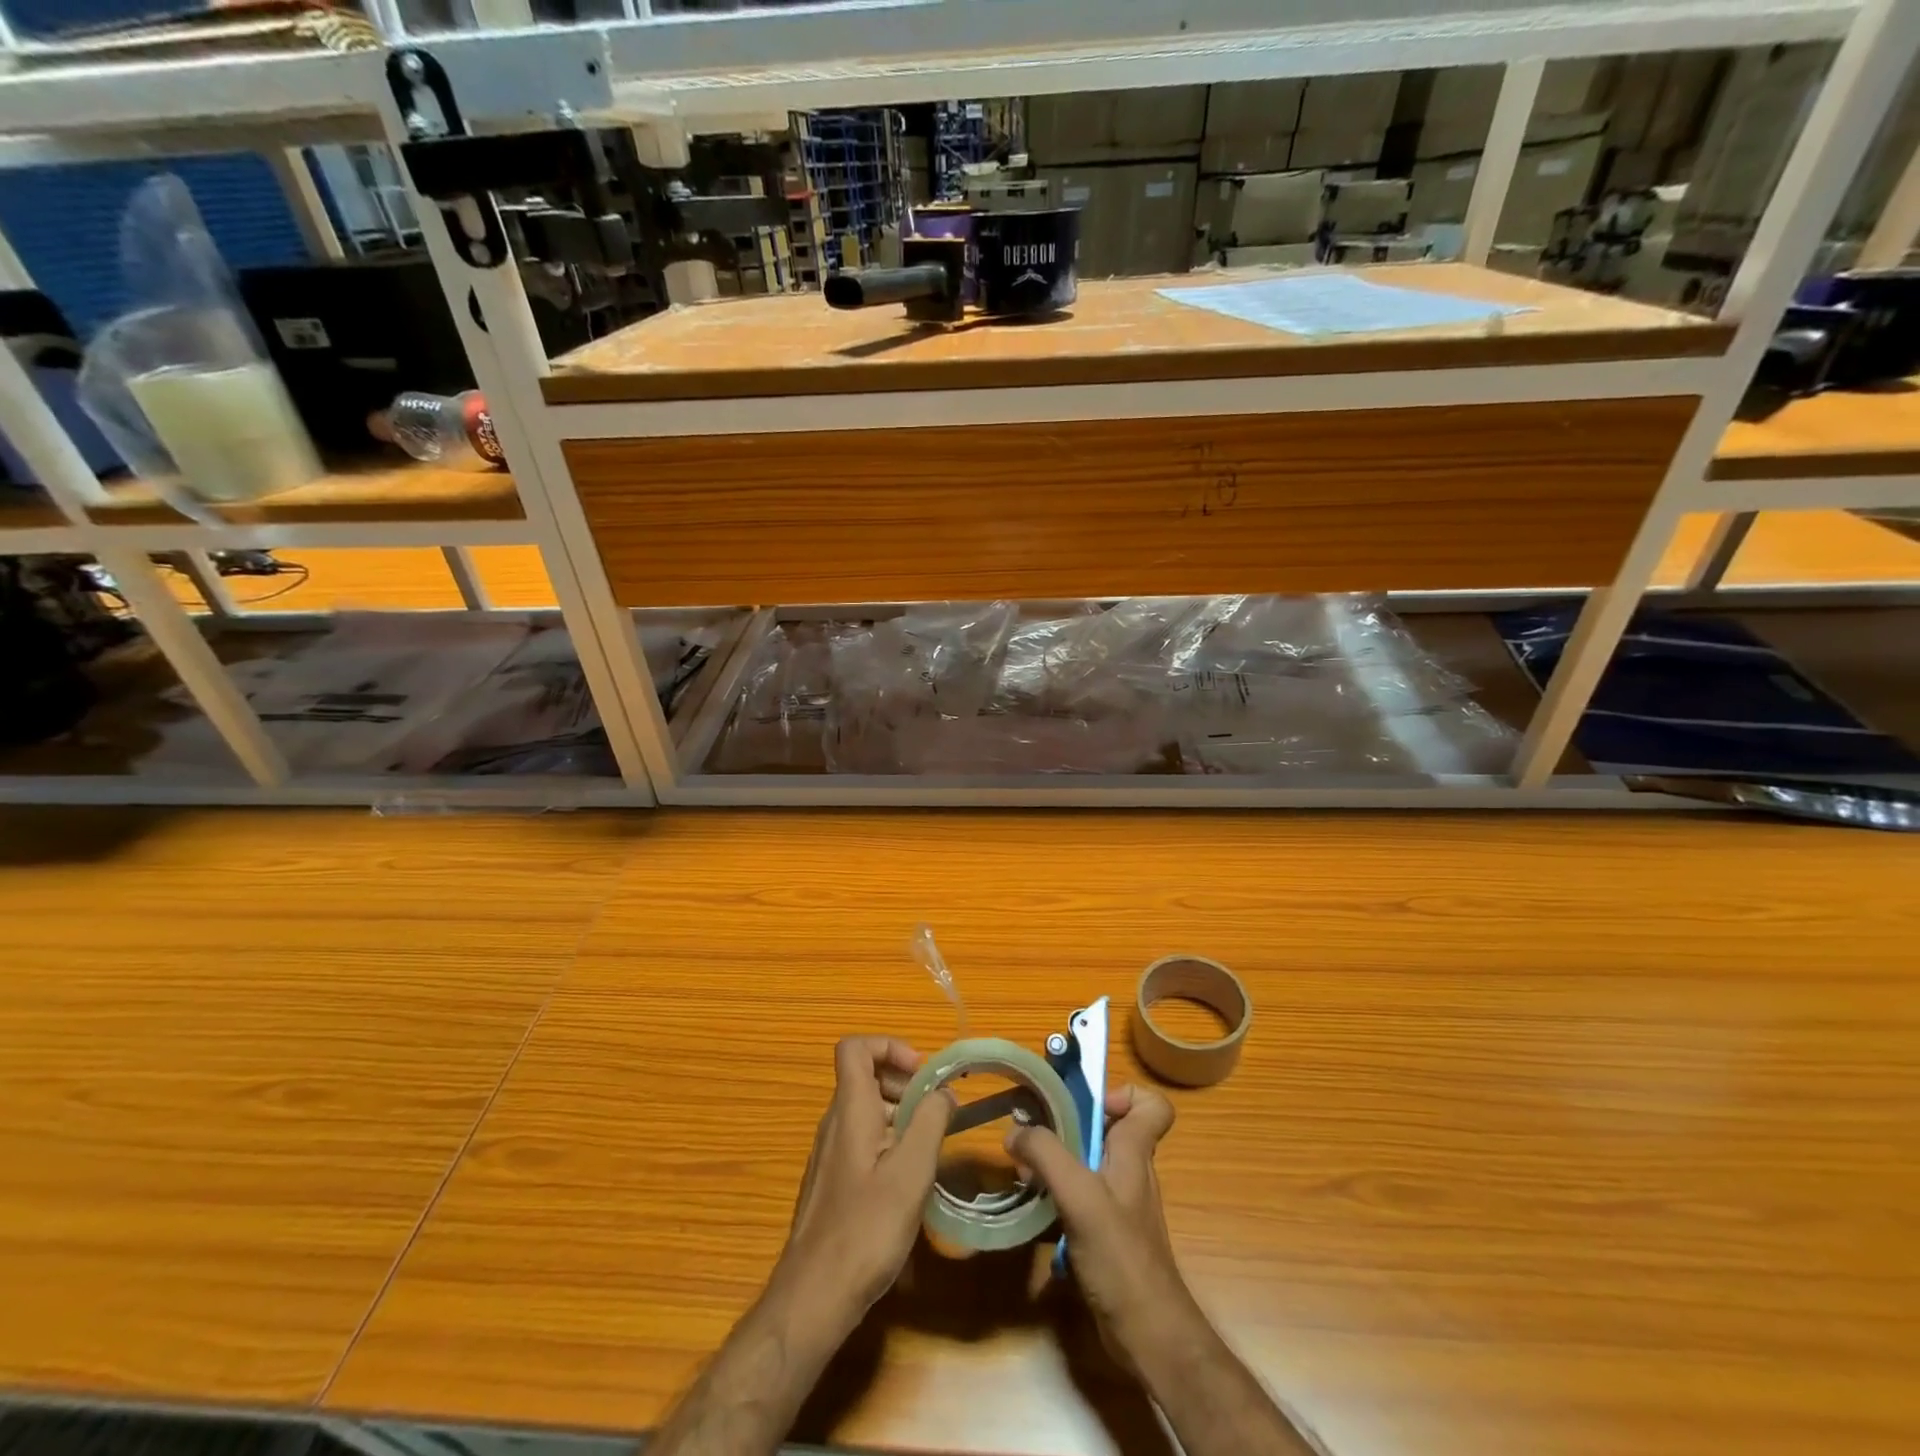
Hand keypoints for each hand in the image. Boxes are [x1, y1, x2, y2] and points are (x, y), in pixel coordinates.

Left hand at [777, 1036, 952, 1334]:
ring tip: (930, 1145)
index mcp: (850, 1110)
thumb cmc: (865, 1229)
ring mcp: (830, 1154)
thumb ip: (931, 1122)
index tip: (920, 1073)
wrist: (813, 1297)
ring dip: (900, 1114)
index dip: (888, 1046)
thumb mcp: (911, 1172)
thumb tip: (944, 1092)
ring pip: (865, 1110)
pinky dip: (888, 1141)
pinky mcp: (832, 1182)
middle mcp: (835, 1124)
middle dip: (903, 1083)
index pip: (854, 1048)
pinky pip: (862, 1140)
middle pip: (864, 1077)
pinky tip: (908, 1179)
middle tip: (936, 1111)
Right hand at [1006, 1084, 1198, 1356]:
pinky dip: (1056, 1197)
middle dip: (1068, 1127)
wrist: (1147, 1335)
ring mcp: (1119, 1205)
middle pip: (1107, 1130)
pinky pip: (1079, 1198)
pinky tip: (1033, 1211)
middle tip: (1033, 1136)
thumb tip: (1014, 1131)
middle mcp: (1130, 1172)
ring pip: (1088, 1164)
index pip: (1153, 1105)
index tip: (1087, 1106)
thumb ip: (1047, 1155)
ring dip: (1056, 1163)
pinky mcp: (1105, 1234)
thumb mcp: (1080, 1196)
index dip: (1124, 1094)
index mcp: (1135, 1153)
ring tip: (1024, 1174)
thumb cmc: (1121, 1257)